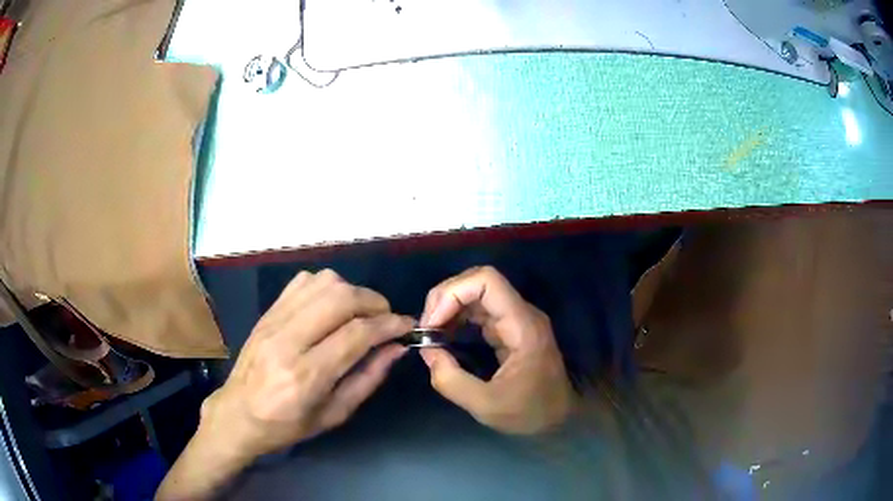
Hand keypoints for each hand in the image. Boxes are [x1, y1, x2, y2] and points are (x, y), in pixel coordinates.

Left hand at [199, 269, 412, 460]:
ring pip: (322, 283)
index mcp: (306, 376)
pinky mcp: (266, 313)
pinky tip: (331, 306)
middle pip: (341, 298)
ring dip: (352, 292)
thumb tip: (396, 348)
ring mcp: (273, 322)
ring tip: (360, 313)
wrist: (237, 414)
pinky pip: (302, 282)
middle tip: (385, 318)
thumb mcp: (334, 414)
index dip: (389, 325)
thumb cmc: (287, 425)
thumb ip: (368, 378)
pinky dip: (326, 287)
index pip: (357, 334)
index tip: (407, 326)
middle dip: (374, 302)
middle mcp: (288, 341)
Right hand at [418, 266, 573, 434]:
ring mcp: (515, 319)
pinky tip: (443, 335)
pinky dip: (456, 316)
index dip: (453, 293)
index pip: (487, 280)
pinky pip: (479, 309)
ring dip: (448, 306)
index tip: (432, 324)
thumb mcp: (486, 406)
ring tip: (430, 333)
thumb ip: (452, 381)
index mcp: (522, 326)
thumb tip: (427, 352)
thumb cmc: (530, 412)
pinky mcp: (509, 328)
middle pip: (478, 281)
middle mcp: (520, 313)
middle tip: (426, 329)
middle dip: (445, 298)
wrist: (561, 417)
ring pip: (476, 292)